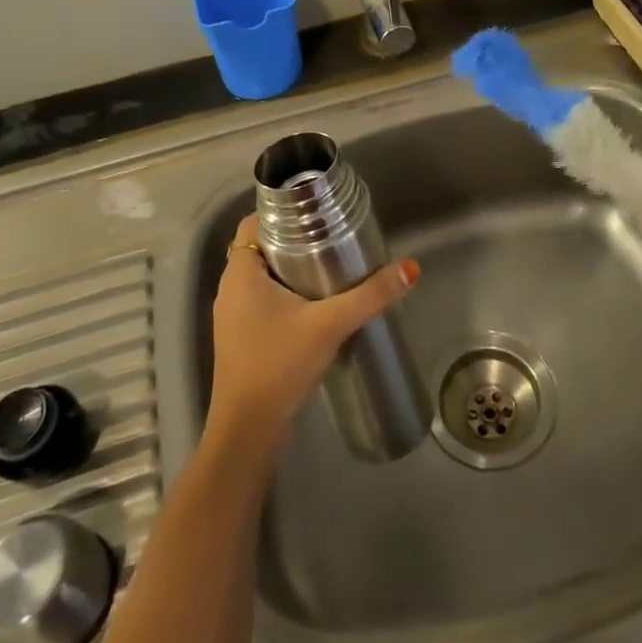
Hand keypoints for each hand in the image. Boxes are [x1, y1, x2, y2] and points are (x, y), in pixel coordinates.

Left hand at [205, 214, 419, 458]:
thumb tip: (410, 268)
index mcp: (240, 273)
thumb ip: (371, 296)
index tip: (317, 210)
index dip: (282, 210)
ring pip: (262, 275)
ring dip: (291, 267)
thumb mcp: (330, 325)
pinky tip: (316, 302)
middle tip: (332, 234)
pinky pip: (262, 299)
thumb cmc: (279, 365)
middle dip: (294, 238)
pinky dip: (285, 292)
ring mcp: (233, 316)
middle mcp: (230, 288)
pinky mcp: (241, 338)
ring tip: (330, 263)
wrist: (248, 432)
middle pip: (261, 246)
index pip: (255, 222)